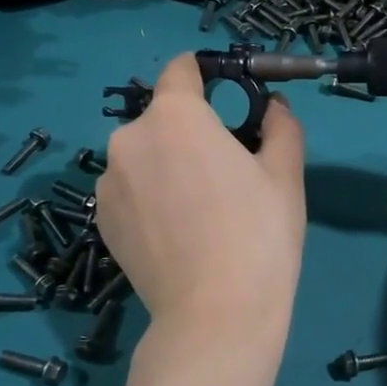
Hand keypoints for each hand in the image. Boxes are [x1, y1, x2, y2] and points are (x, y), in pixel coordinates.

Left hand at [95, 54, 307, 335]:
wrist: (215, 315)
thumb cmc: (258, 234)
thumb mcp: (285, 174)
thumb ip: (281, 126)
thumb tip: (273, 106)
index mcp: (175, 116)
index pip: (181, 70)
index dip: (205, 75)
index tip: (227, 95)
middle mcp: (129, 138)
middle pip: (163, 119)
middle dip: (191, 133)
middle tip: (225, 173)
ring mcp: (108, 182)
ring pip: (144, 157)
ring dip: (167, 166)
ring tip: (199, 211)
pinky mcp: (101, 220)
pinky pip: (129, 191)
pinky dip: (150, 199)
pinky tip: (176, 234)